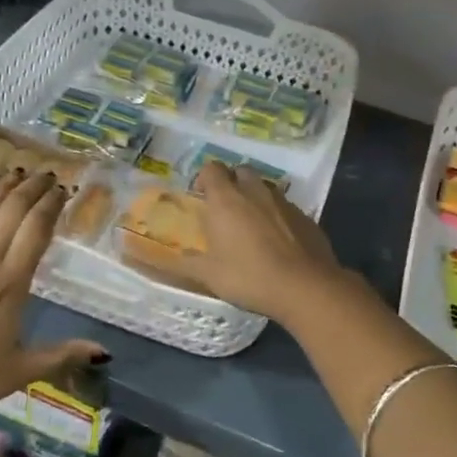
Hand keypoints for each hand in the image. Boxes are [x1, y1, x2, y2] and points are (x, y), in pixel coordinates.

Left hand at [0, 172, 105, 427]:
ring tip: (15, 172)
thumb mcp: (20, 371)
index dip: (51, 205)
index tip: (63, 190)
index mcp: (12, 283)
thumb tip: (105, 351)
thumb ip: (62, 354)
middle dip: (32, 188)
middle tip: (45, 174)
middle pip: (12, 211)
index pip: (37, 230)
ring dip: (0, 186)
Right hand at [171, 162, 353, 325]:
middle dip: (232, 183)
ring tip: (251, 226)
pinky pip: (285, 207)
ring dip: (255, 198)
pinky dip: (277, 216)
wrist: (305, 287)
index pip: (212, 168)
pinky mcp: (306, 217)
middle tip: (226, 209)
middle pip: (241, 171)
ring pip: (265, 188)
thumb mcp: (208, 275)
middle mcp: (255, 191)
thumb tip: (150, 259)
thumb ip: (180, 264)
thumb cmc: (249, 276)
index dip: (204, 178)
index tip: (201, 197)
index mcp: (227, 199)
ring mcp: (284, 202)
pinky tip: (277, 241)